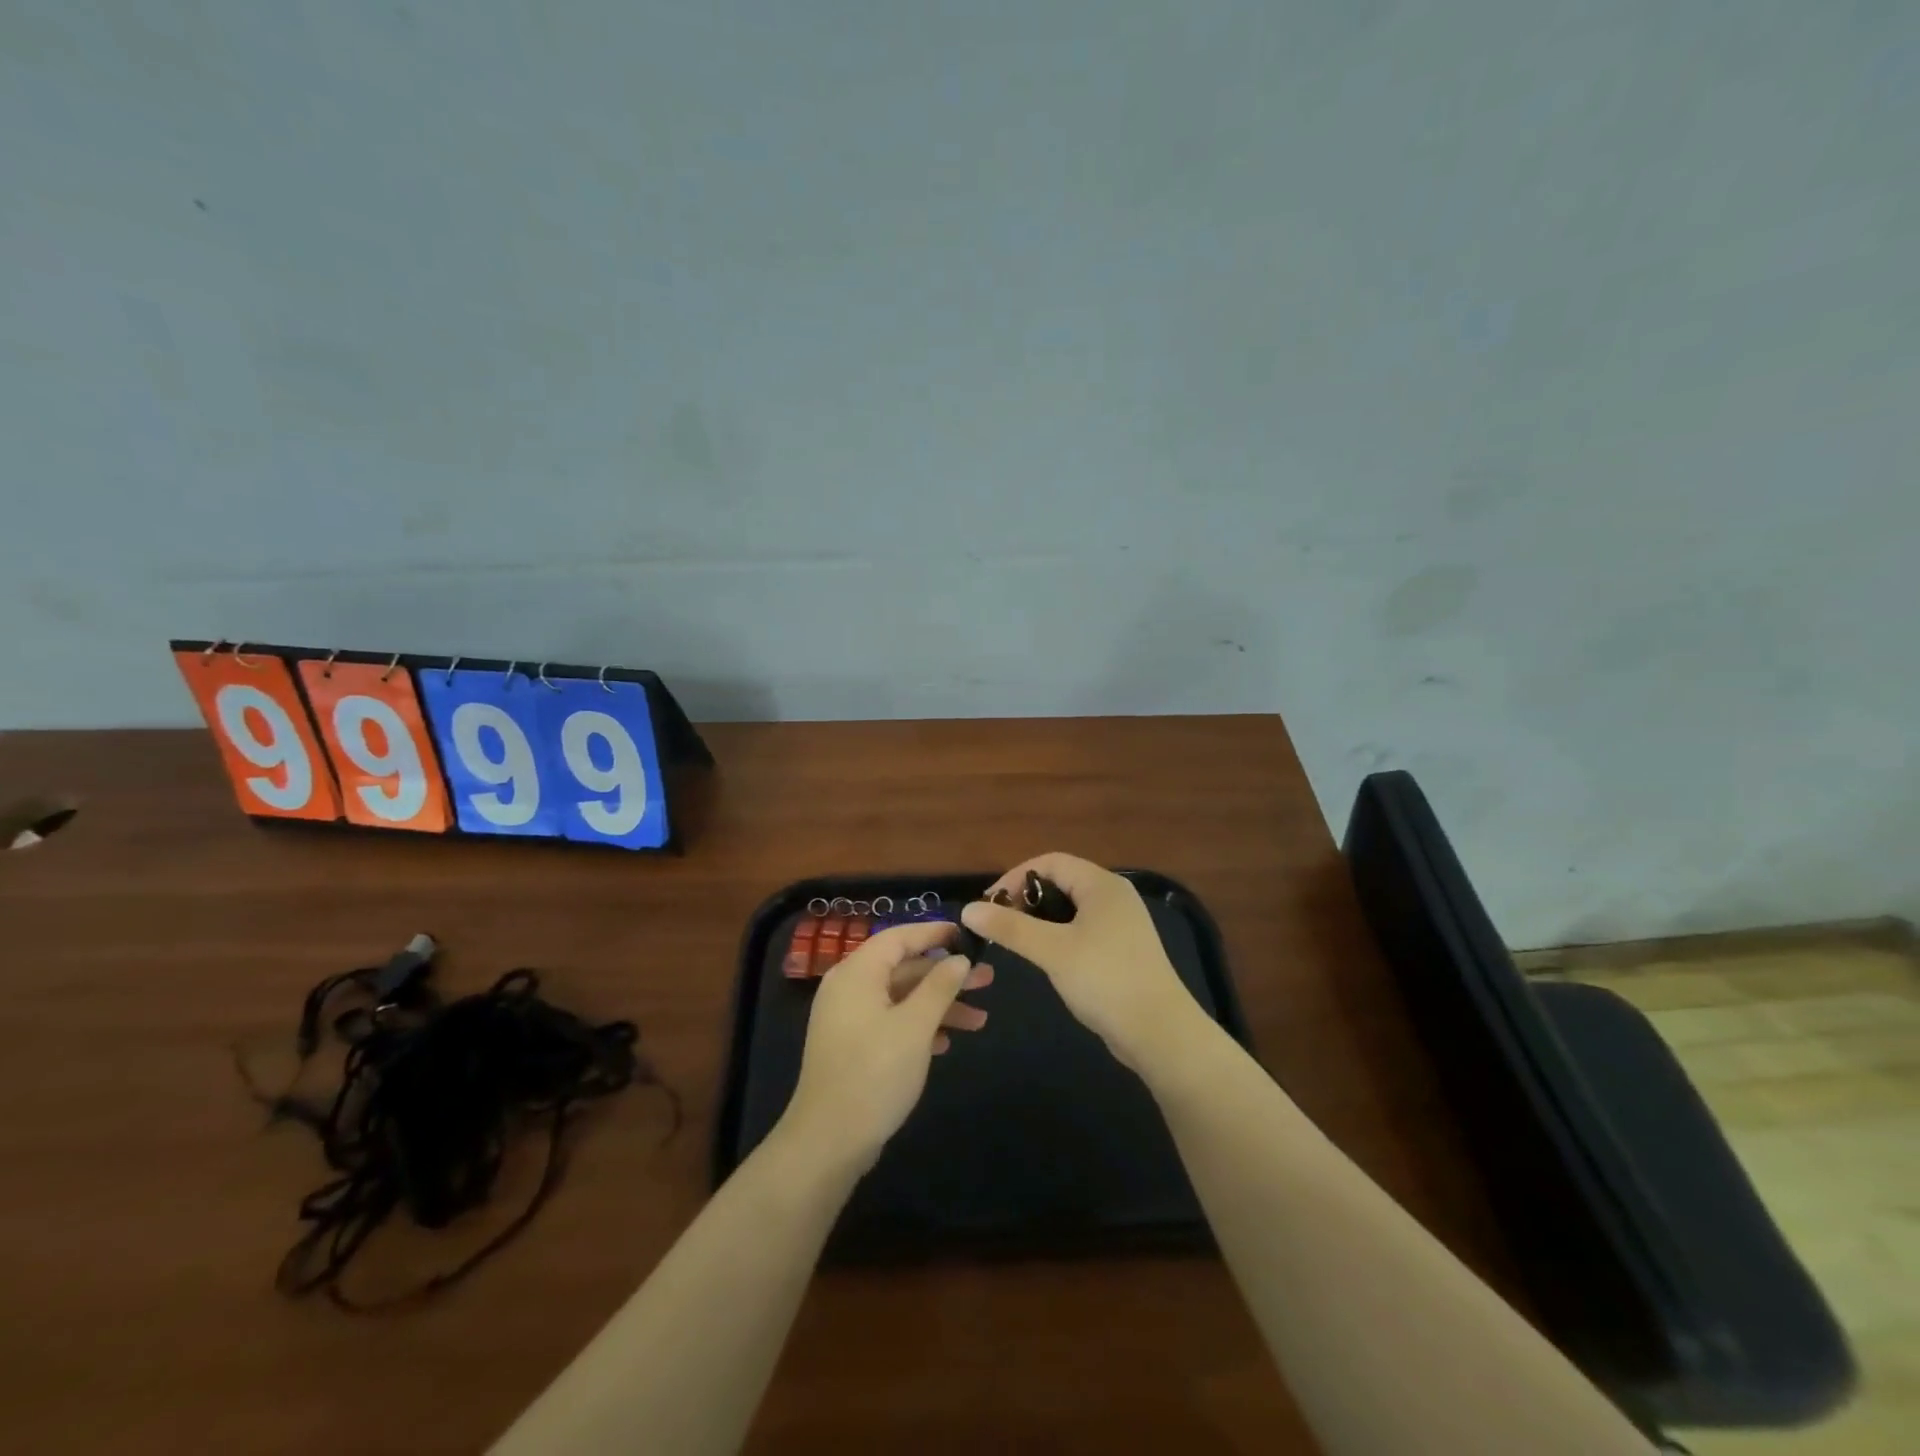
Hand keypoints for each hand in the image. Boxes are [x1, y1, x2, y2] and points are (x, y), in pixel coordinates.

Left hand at [780, 920, 992, 1172]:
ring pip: (901, 998)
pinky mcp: (852, 1046)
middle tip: (987, 980)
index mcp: (857, 973)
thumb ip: (939, 987)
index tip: (966, 935)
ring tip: (979, 1020)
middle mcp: (849, 988)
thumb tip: (959, 959)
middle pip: (904, 968)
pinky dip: (919, 1026)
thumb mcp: (915, 1026)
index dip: (933, 933)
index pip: (898, 937)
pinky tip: (946, 1043)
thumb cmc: (874, 1073)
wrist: (829, 1140)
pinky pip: (891, 1021)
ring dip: (939, 1006)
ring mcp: (848, 1019)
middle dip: (946, 975)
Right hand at [961, 853, 1204, 1074]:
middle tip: (999, 926)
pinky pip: (1083, 929)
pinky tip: (1047, 960)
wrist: (1161, 1033)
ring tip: (1018, 943)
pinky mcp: (1123, 949)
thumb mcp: (1052, 951)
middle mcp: (1114, 896)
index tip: (989, 905)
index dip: (1014, 878)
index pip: (1049, 862)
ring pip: (1071, 908)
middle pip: (1060, 882)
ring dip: (1041, 920)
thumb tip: (968, 909)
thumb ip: (1010, 928)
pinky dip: (1059, 936)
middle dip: (1026, 899)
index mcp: (1101, 884)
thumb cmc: (1105, 980)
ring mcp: (1122, 923)